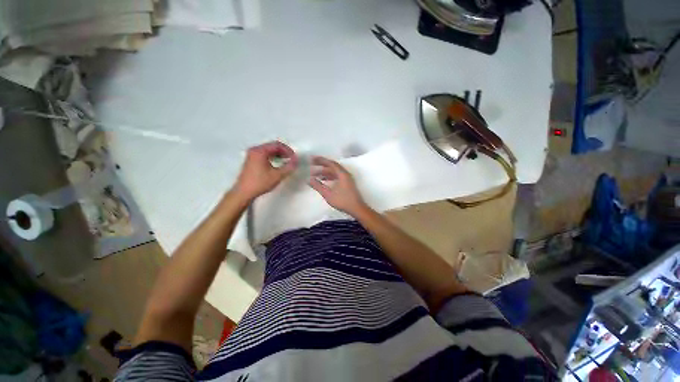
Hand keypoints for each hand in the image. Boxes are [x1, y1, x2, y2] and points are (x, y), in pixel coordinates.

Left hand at [234, 141, 297, 201]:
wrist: (244, 192)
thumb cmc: (260, 182)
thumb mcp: (277, 175)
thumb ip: (289, 167)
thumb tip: (297, 160)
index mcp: (260, 151)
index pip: (277, 145)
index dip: (288, 150)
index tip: (294, 158)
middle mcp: (255, 150)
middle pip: (272, 146)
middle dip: (284, 152)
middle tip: (292, 159)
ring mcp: (251, 155)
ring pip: (269, 150)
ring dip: (279, 155)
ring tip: (286, 162)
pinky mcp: (251, 161)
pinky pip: (264, 155)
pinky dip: (273, 157)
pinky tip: (277, 164)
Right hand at [308, 156, 366, 215]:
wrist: (356, 208)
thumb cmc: (342, 200)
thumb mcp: (328, 194)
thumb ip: (318, 186)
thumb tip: (309, 180)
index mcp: (342, 174)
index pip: (331, 163)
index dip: (321, 160)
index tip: (312, 159)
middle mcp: (345, 174)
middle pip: (333, 167)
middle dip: (322, 165)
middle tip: (312, 164)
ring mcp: (347, 179)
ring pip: (335, 172)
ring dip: (325, 172)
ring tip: (315, 174)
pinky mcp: (347, 184)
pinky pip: (337, 176)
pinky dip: (330, 177)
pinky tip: (324, 180)